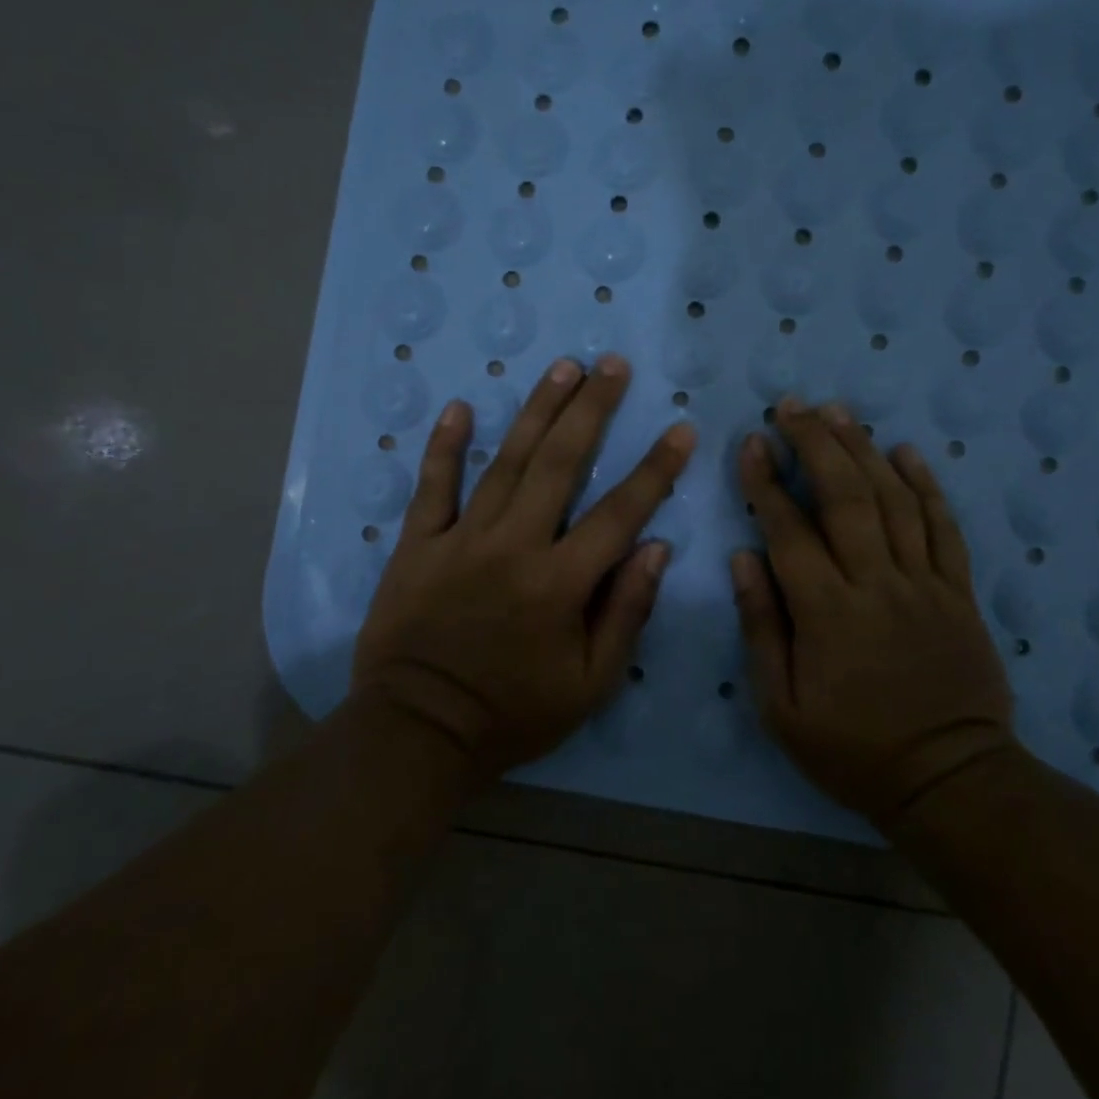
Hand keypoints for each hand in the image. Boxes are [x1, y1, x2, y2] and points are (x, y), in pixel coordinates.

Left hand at [350, 354, 695, 786]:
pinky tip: (461, 407)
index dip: (655, 469)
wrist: (417, 733)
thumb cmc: (513, 714)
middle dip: (592, 409)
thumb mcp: (589, 683)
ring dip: (537, 411)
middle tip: (613, 365)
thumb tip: (657, 547)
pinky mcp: (417, 545)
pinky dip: (445, 447)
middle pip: (560, 464)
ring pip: (506, 462)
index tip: (681, 428)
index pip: (620, 514)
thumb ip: (626, 612)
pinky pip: (432, 487)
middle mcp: (514, 546)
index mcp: (560, 584)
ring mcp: (461, 540)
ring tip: (563, 368)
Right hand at [731, 399, 1016, 829]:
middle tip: (793, 405)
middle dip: (816, 443)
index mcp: (827, 613)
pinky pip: (944, 527)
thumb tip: (744, 557)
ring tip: (839, 412)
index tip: (752, 442)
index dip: (767, 481)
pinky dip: (926, 485)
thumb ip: (762, 627)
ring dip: (864, 449)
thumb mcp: (782, 707)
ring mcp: (924, 583)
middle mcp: (876, 584)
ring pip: (894, 500)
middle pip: (845, 497)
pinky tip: (907, 452)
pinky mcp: (958, 591)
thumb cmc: (853, 749)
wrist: (949, 779)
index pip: (789, 531)